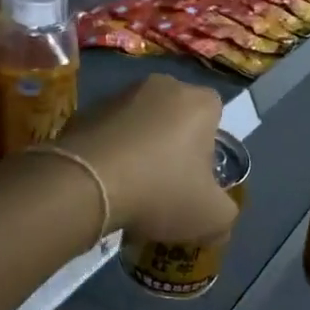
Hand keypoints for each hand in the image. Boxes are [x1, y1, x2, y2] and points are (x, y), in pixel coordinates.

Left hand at [57, 75, 237, 241]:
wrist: (85, 185)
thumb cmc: (161, 190)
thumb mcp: (212, 216)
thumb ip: (225, 216)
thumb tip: (219, 223)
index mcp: (198, 102)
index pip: (216, 114)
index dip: (209, 146)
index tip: (198, 176)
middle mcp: (161, 86)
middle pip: (177, 116)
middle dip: (174, 145)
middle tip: (167, 183)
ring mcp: (119, 94)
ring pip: (140, 122)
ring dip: (140, 147)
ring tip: (131, 188)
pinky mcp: (84, 110)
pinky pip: (108, 132)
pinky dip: (110, 151)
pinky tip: (105, 184)